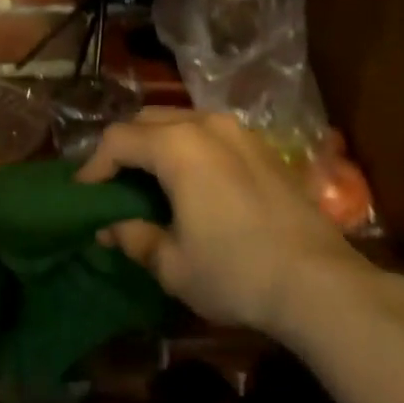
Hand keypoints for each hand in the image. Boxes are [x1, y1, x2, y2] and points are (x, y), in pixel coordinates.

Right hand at [77, 110, 357, 333]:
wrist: (320, 282)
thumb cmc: (236, 272)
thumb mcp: (174, 265)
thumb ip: (135, 238)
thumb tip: (110, 228)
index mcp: (177, 146)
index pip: (118, 140)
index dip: (93, 164)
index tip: (83, 193)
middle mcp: (207, 125)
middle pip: (149, 119)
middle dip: (125, 147)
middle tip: (115, 184)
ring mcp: (240, 132)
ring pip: (183, 120)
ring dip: (158, 143)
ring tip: (152, 180)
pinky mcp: (264, 147)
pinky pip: (212, 133)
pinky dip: (190, 147)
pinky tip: (194, 182)